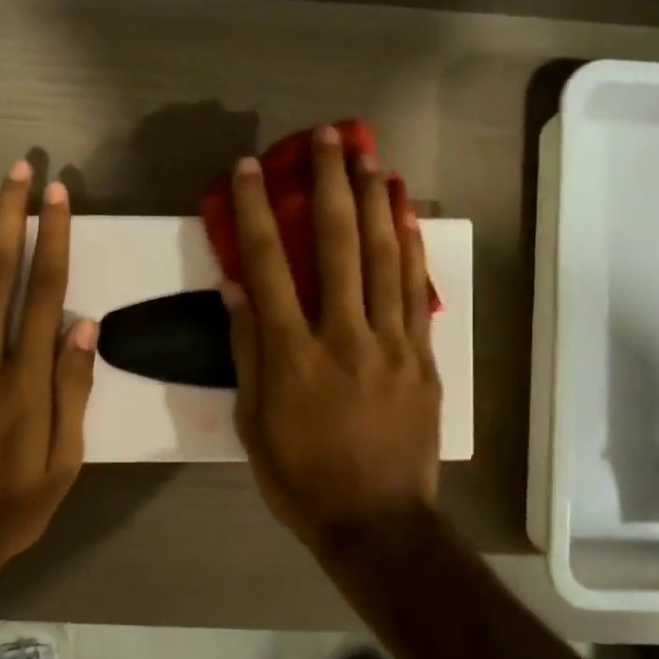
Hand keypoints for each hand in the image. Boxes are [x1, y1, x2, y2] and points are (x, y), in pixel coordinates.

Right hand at [223, 125, 440, 551]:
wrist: (377, 522)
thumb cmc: (301, 478)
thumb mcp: (254, 424)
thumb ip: (247, 352)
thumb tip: (236, 289)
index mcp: (293, 356)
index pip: (268, 267)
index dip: (255, 212)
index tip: (247, 169)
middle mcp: (343, 336)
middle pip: (336, 246)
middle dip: (328, 185)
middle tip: (326, 136)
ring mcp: (391, 344)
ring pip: (384, 258)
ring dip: (374, 201)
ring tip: (368, 155)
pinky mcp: (422, 357)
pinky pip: (416, 292)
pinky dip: (410, 247)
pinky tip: (405, 213)